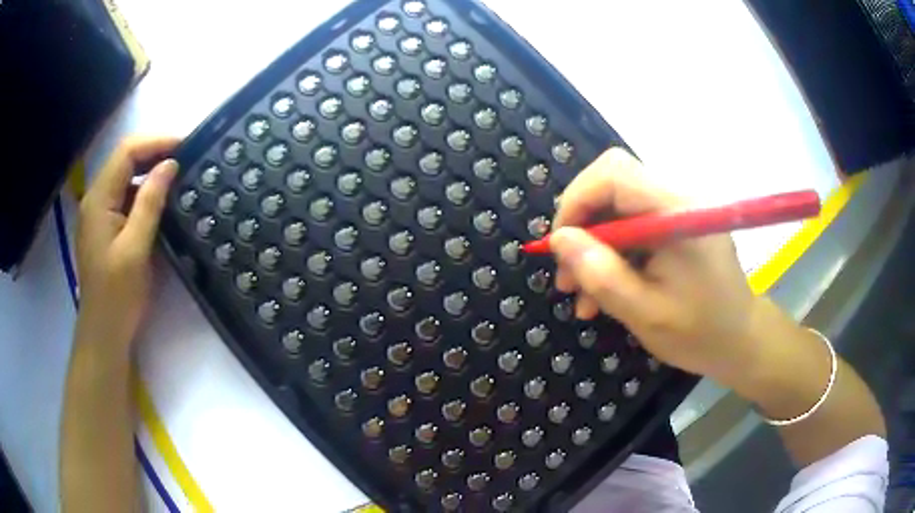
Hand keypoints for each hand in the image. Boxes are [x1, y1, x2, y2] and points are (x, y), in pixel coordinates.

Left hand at [75, 136, 179, 350]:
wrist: (104, 334)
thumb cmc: (117, 295)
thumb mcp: (135, 248)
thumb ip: (149, 202)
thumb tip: (169, 165)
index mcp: (98, 199)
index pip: (126, 152)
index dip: (156, 142)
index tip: (185, 145)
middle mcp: (95, 199)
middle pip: (124, 160)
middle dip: (154, 153)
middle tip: (186, 158)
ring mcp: (99, 214)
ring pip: (125, 178)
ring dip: (150, 172)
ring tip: (178, 176)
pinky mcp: (105, 228)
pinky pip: (125, 198)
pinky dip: (144, 192)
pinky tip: (160, 201)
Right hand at [550, 147, 759, 384]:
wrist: (740, 340)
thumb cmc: (700, 333)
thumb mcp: (645, 313)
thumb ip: (601, 275)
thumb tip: (559, 239)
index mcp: (677, 213)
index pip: (614, 174)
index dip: (576, 200)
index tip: (559, 247)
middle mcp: (678, 199)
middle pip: (612, 185)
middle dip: (581, 227)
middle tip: (567, 275)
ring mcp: (678, 211)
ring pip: (617, 207)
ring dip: (593, 246)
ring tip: (581, 295)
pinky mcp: (677, 226)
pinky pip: (632, 225)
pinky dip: (613, 253)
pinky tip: (605, 290)